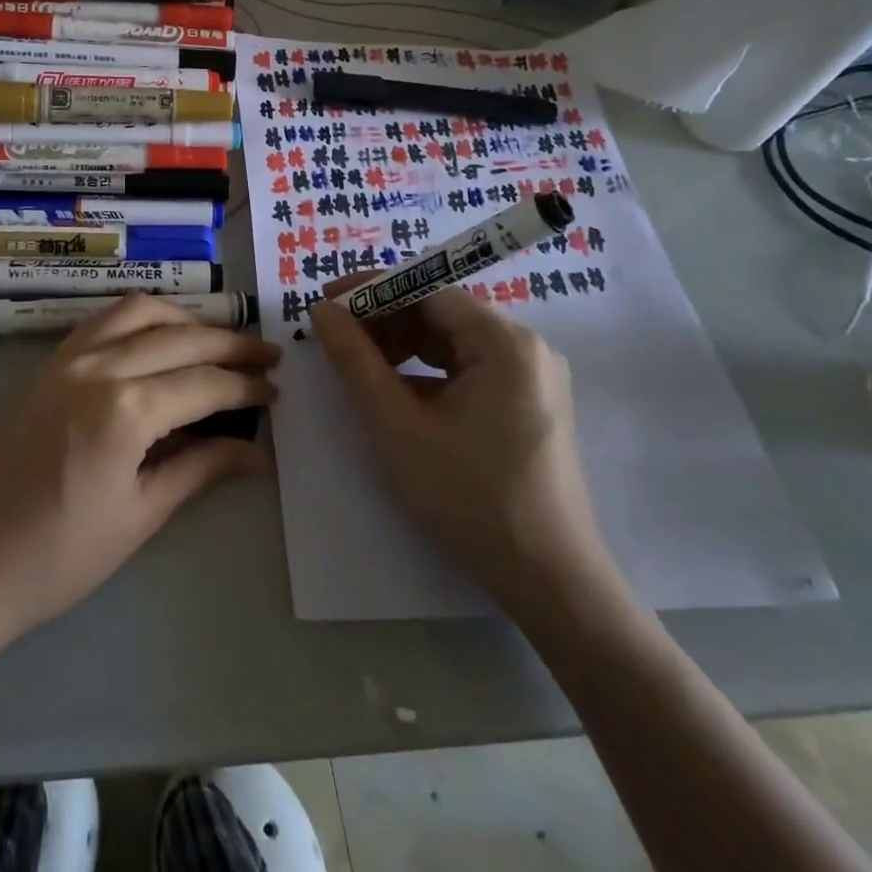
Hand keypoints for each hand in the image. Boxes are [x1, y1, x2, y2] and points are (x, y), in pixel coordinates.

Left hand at [0, 295, 278, 643]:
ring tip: (217, 339)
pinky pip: (104, 320)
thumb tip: (256, 453)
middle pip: (181, 337)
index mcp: (126, 409)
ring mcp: (67, 357)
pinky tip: (159, 337)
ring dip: (186, 318)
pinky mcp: (47, 362)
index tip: (274, 390)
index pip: (205, 383)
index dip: (246, 386)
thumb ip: (200, 469)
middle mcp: (99, 366)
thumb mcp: (140, 515)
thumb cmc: (57, 556)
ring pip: (140, 311)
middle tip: (266, 355)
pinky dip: (142, 317)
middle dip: (230, 343)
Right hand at [310, 278, 601, 612]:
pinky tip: (395, 392)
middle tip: (335, 337)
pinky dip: (427, 371)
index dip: (372, 290)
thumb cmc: (469, 497)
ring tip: (358, 364)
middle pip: (441, 312)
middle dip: (384, 319)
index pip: (427, 289)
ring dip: (402, 345)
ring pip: (452, 340)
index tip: (327, 301)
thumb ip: (355, 359)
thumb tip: (321, 309)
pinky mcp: (528, 403)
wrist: (549, 581)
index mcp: (505, 342)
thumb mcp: (398, 425)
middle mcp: (526, 347)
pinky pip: (468, 368)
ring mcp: (531, 377)